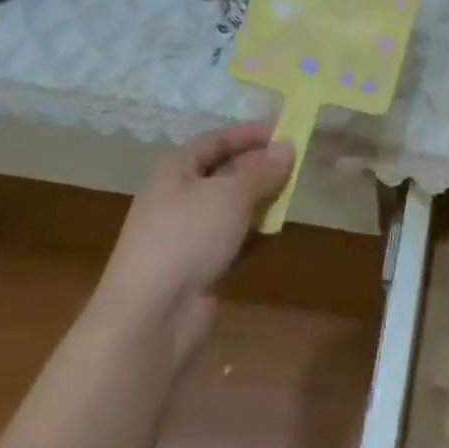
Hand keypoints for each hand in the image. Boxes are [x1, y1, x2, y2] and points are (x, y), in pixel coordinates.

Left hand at [97, 121, 292, 361]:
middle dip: (259, 166)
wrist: (151, 317)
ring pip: (231, 207)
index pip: (217, 139)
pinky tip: (276, 234)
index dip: (250, 133)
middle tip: (297, 164)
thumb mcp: (230, 195)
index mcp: (176, 170)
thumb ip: (261, 170)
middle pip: (224, 172)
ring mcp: (188, 234)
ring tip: (293, 195)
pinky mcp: (199, 266)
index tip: (287, 130)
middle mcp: (179, 197)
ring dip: (260, 200)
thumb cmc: (187, 239)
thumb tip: (287, 146)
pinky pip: (232, 238)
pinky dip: (253, 233)